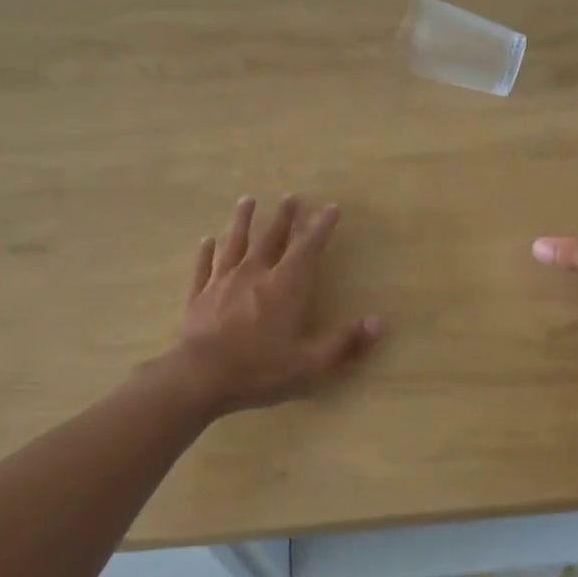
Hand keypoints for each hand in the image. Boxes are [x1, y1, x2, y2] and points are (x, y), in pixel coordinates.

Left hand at [169, 196, 382, 414]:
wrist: (198, 379)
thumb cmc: (258, 371)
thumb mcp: (310, 365)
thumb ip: (345, 343)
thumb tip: (379, 323)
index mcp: (285, 287)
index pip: (307, 248)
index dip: (321, 227)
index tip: (331, 208)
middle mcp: (255, 275)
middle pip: (271, 238)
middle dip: (284, 217)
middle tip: (291, 197)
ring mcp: (223, 283)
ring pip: (235, 243)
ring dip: (243, 221)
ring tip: (247, 200)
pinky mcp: (199, 296)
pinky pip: (204, 267)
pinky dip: (207, 252)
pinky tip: (207, 241)